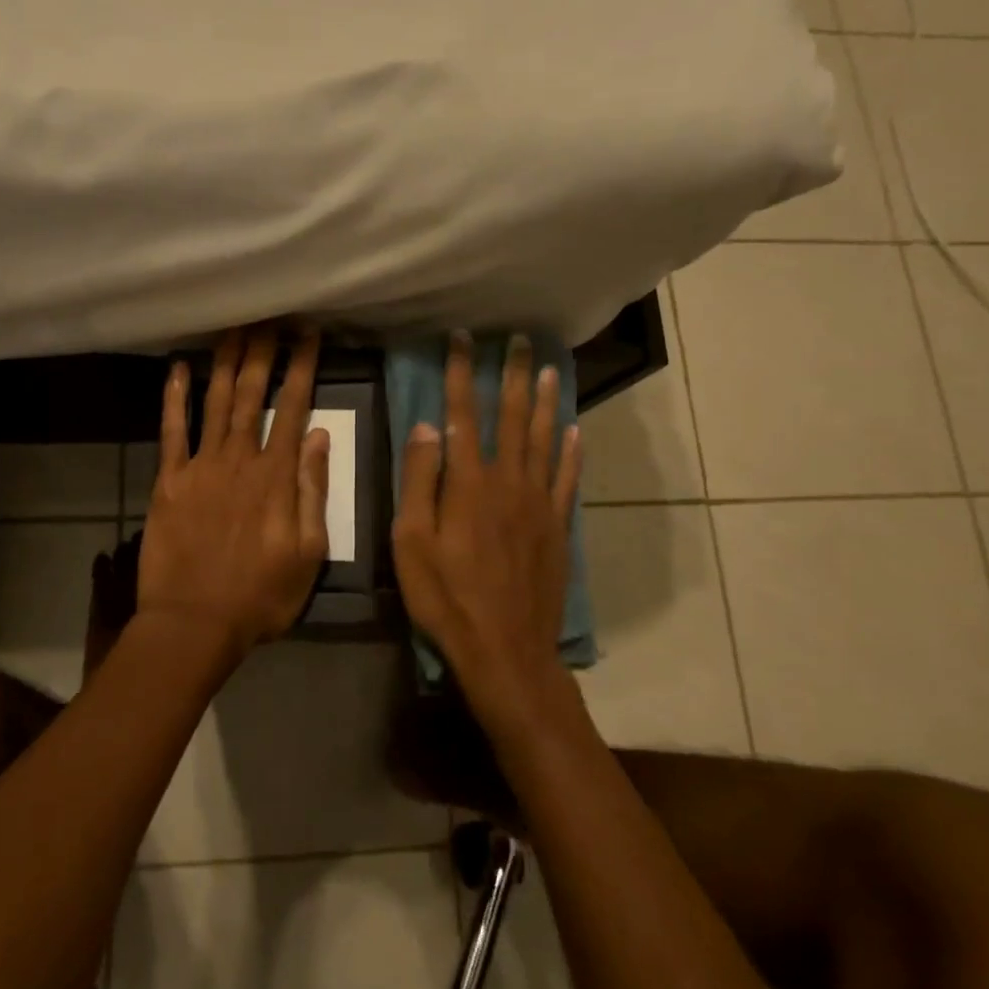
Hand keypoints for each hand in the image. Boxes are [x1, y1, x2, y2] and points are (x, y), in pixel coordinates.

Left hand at [138, 325, 331, 654]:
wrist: (193, 623)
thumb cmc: (260, 595)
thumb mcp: (308, 552)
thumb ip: (313, 491)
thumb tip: (319, 436)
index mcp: (276, 476)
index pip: (294, 407)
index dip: (302, 367)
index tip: (308, 334)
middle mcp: (239, 458)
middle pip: (253, 393)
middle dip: (263, 351)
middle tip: (269, 314)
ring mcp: (200, 466)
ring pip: (216, 401)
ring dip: (226, 362)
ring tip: (234, 327)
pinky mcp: (169, 480)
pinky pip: (171, 431)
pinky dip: (174, 398)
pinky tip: (178, 368)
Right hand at [392, 332, 582, 725]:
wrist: (505, 649)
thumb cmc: (446, 598)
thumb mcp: (412, 542)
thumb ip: (420, 481)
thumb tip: (426, 426)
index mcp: (468, 483)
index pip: (462, 414)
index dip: (461, 373)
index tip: (462, 338)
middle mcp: (508, 481)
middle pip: (512, 417)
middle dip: (513, 375)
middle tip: (519, 340)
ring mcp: (539, 503)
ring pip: (545, 440)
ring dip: (546, 402)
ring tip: (550, 369)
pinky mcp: (558, 527)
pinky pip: (568, 479)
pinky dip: (573, 452)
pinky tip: (576, 430)